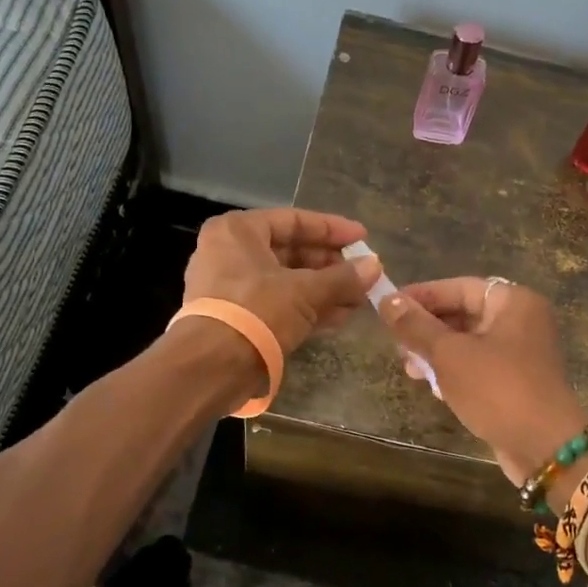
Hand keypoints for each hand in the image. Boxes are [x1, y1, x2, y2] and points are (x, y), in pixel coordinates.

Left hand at [182, 208, 381, 355]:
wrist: (212, 366)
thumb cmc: (257, 311)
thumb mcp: (305, 291)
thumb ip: (342, 278)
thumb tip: (375, 267)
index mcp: (238, 231)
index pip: (294, 220)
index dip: (332, 229)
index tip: (363, 238)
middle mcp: (230, 253)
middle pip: (290, 251)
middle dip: (331, 266)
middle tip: (364, 274)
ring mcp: (231, 288)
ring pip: (286, 281)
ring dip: (323, 290)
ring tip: (359, 299)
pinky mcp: (237, 319)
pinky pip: (278, 305)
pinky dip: (307, 309)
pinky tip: (339, 318)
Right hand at [377, 278, 587, 484]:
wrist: (544, 447)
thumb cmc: (497, 389)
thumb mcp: (450, 354)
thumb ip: (416, 326)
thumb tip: (387, 300)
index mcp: (513, 302)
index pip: (459, 287)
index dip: (421, 296)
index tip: (387, 306)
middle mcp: (521, 321)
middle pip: (463, 314)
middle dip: (426, 328)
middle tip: (396, 344)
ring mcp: (520, 353)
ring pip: (468, 343)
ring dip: (436, 353)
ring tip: (409, 369)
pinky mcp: (515, 382)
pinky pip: (477, 366)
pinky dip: (454, 372)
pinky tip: (431, 387)